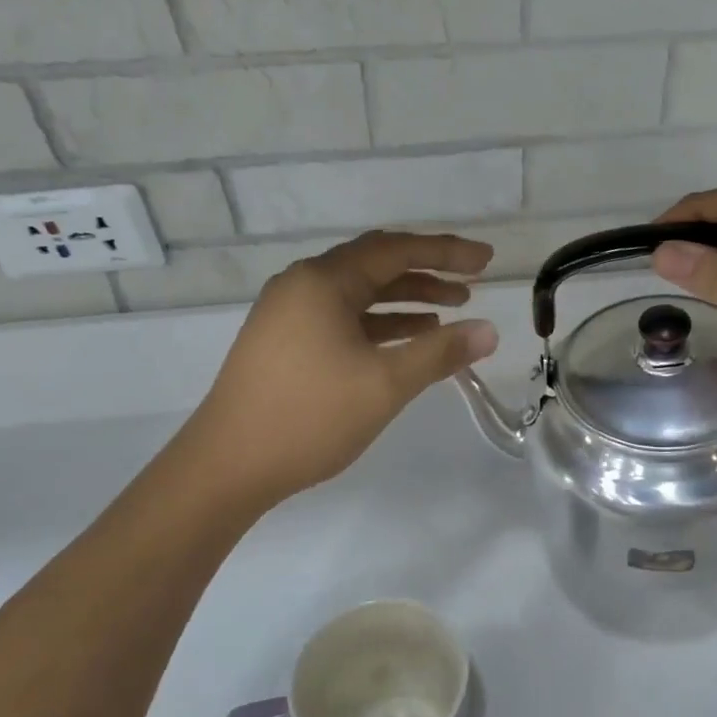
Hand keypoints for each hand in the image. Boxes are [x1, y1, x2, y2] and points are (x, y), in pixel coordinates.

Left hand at [187, 231, 499, 508]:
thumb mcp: (385, 384)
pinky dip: (380, 323)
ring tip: (453, 308)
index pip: (396, 250)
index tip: (486, 259)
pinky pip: (343, 318)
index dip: (446, 251)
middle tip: (473, 281)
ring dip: (406, 298)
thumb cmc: (309, 417)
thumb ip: (440, 352)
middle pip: (376, 265)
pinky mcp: (285, 342)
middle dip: (428, 272)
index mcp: (323, 282)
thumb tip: (489, 330)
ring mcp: (289, 314)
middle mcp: (303, 285)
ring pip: (360, 294)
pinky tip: (410, 338)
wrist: (226, 467)